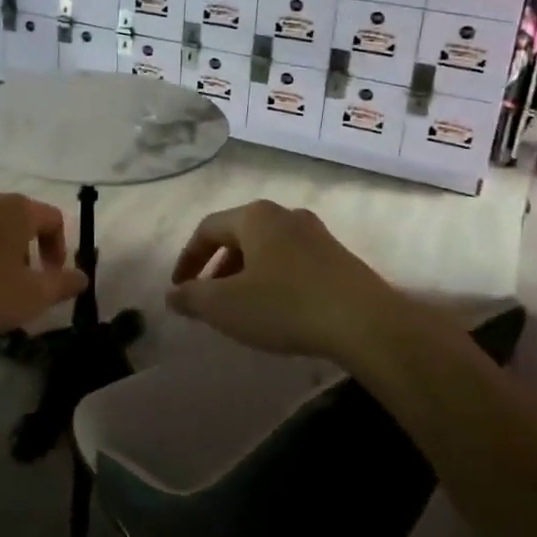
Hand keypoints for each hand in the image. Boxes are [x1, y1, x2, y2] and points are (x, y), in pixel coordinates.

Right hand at [168, 200, 395, 360]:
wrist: (364, 322)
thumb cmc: (285, 305)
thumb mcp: (226, 306)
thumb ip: (192, 297)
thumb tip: (172, 294)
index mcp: (254, 216)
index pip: (207, 229)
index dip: (187, 258)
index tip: (178, 288)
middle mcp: (285, 214)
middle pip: (238, 236)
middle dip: (217, 267)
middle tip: (208, 298)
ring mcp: (316, 234)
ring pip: (267, 249)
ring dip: (246, 274)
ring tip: (241, 306)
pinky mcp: (339, 257)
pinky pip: (292, 262)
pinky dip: (273, 279)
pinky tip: (277, 309)